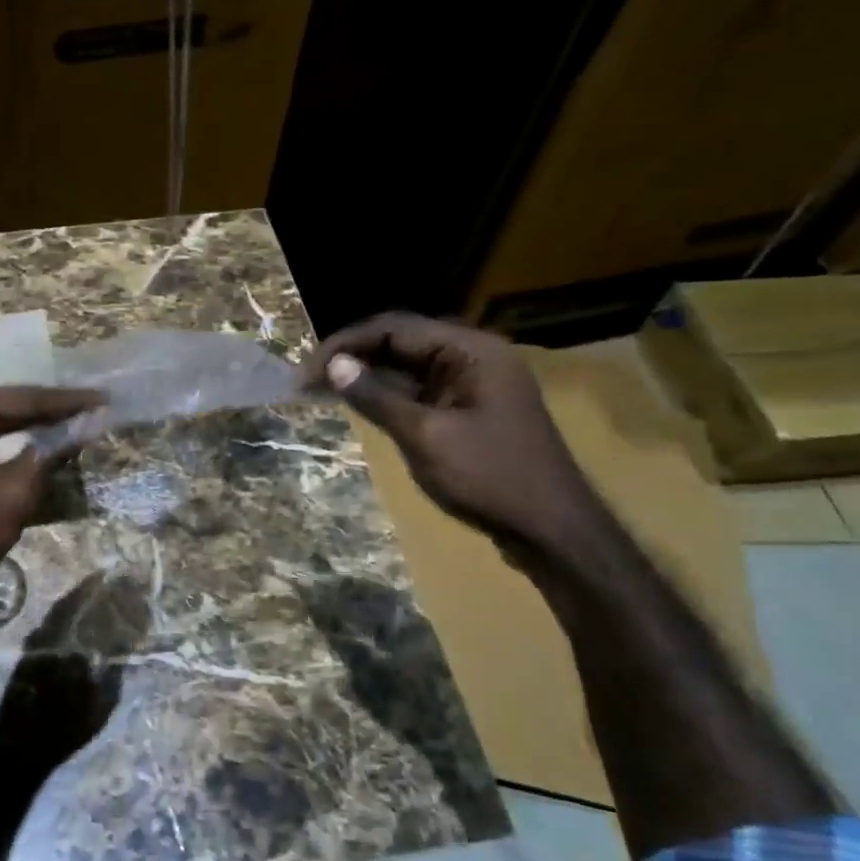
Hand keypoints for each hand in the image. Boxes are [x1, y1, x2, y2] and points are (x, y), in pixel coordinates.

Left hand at [0, 385, 101, 636]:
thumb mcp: (13, 494)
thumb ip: (49, 454)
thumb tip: (83, 428)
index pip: (22, 399)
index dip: (67, 402)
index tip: (105, 400)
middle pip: (5, 407)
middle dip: (50, 413)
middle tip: (95, 411)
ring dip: (30, 430)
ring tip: (75, 425)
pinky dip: (7, 447)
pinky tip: (37, 448)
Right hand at [302, 313, 600, 550]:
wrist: (553, 532)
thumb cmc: (490, 479)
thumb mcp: (426, 436)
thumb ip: (377, 397)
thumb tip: (333, 365)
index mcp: (471, 350)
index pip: (394, 328)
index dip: (345, 344)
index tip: (306, 372)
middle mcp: (473, 356)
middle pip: (401, 342)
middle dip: (353, 357)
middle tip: (307, 382)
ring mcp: (474, 383)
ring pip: (409, 367)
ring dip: (368, 376)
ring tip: (322, 391)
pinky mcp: (471, 408)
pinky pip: (422, 390)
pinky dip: (390, 396)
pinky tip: (360, 405)